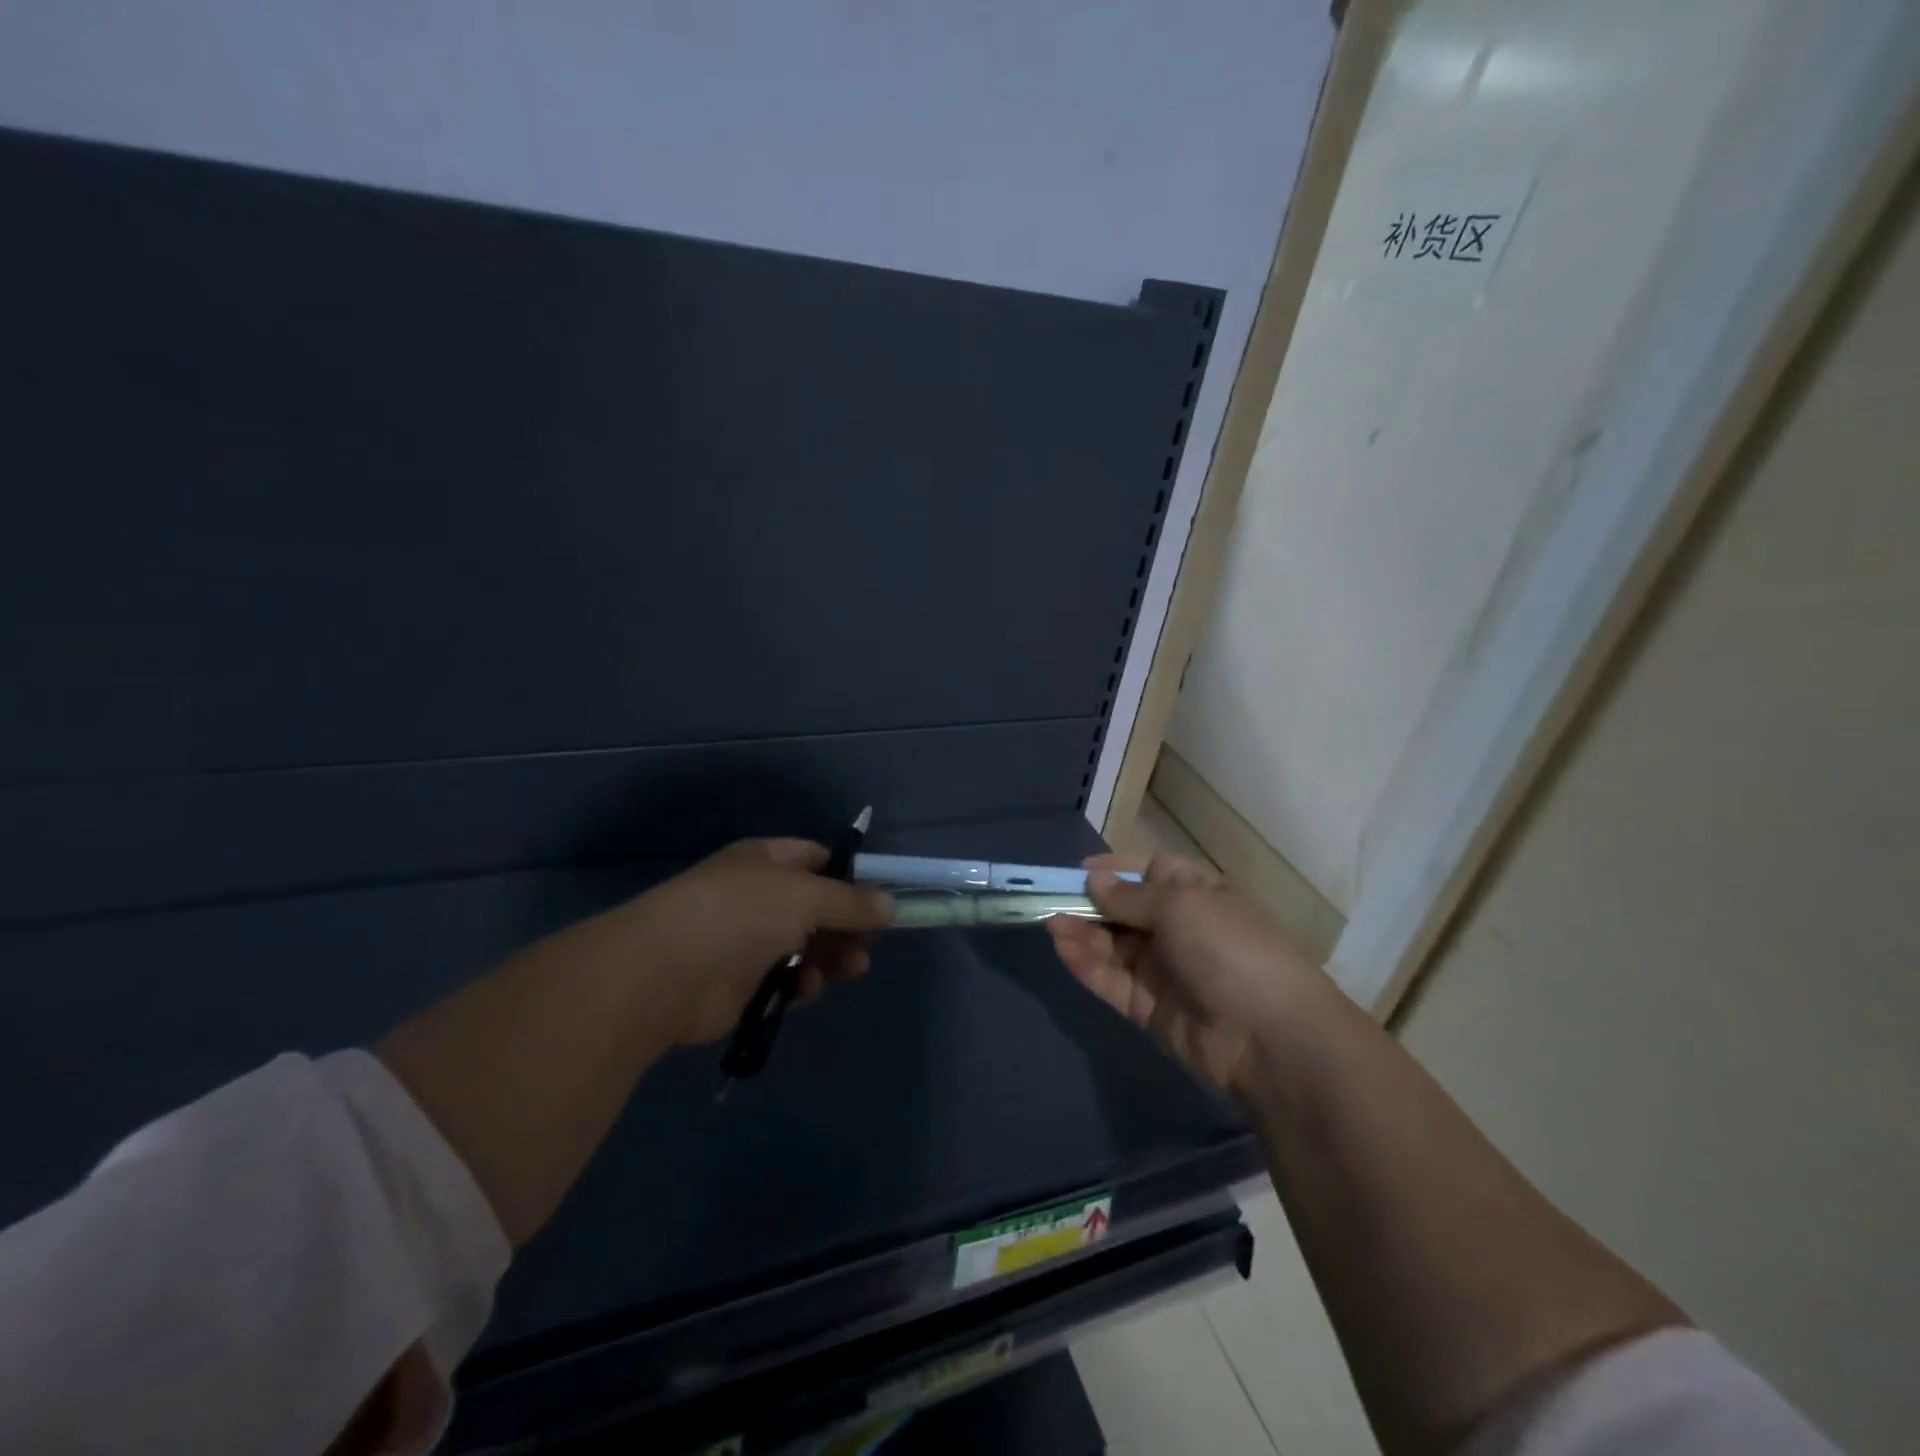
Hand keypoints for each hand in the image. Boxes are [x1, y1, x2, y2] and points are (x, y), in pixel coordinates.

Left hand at [618, 838, 895, 1045]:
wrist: (666, 973)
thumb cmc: (740, 915)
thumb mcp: (806, 897)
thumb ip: (851, 902)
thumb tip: (890, 904)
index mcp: (766, 860)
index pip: (817, 858)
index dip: (850, 875)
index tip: (882, 896)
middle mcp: (757, 895)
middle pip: (816, 906)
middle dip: (847, 923)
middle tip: (873, 940)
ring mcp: (747, 939)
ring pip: (804, 945)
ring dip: (832, 955)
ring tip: (854, 968)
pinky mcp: (741, 982)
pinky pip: (784, 978)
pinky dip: (801, 982)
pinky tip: (808, 988)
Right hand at [1046, 853, 1329, 1094]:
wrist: (1267, 1036)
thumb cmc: (1228, 948)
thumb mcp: (1181, 905)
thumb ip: (1130, 896)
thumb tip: (1095, 882)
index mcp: (1198, 896)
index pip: (1152, 872)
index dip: (1117, 870)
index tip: (1080, 870)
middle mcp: (1180, 930)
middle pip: (1125, 910)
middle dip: (1090, 903)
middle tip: (1049, 898)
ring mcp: (1164, 971)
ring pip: (1113, 946)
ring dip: (1081, 932)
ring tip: (1048, 921)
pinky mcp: (1148, 1008)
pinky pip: (1111, 979)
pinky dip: (1086, 963)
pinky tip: (1061, 946)